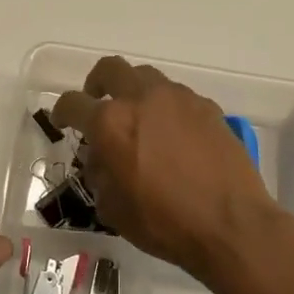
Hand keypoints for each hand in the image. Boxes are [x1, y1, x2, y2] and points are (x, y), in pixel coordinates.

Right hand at [52, 57, 282, 281]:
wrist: (231, 224)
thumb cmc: (164, 223)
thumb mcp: (113, 208)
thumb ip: (98, 173)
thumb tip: (100, 157)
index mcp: (110, 122)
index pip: (73, 103)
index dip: (62, 112)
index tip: (63, 121)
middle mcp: (141, 98)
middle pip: (110, 69)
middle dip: (98, 83)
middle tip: (99, 103)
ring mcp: (178, 98)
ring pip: (146, 77)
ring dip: (134, 92)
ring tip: (139, 119)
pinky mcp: (207, 107)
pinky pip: (177, 97)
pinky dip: (166, 109)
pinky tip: (173, 136)